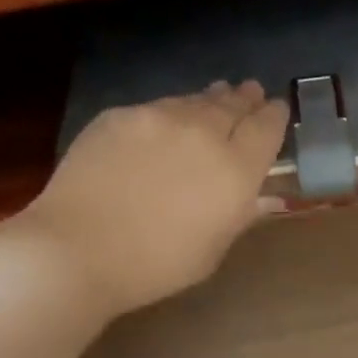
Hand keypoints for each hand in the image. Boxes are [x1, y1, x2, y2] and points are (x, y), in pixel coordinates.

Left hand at [21, 81, 288, 314]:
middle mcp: (203, 132)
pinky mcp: (120, 115)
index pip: (266, 127)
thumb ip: (240, 215)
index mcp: (235, 170)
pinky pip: (156, 108)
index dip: (275, 116)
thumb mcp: (212, 250)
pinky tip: (167, 123)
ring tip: (217, 98)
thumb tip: (264, 196)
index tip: (278, 110)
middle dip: (245, 99)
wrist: (80, 248)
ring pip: (193, 101)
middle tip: (251, 92)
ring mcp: (158, 117)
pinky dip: (170, 113)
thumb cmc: (157, 265)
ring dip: (209, 101)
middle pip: (232, 105)